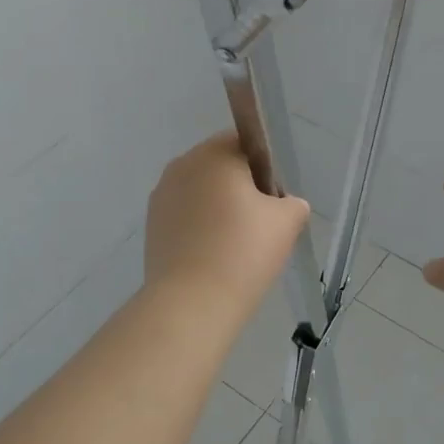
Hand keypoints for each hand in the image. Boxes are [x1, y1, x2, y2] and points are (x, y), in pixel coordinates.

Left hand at [145, 134, 309, 315]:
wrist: (191, 302)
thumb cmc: (243, 252)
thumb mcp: (286, 223)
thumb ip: (292, 203)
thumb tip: (285, 205)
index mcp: (214, 155)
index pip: (244, 141)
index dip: (264, 166)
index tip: (273, 200)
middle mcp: (182, 166)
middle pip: (219, 166)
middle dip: (240, 188)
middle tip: (260, 225)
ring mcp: (161, 196)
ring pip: (200, 192)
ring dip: (218, 208)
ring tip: (235, 246)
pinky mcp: (151, 225)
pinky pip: (184, 215)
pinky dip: (200, 227)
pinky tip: (213, 256)